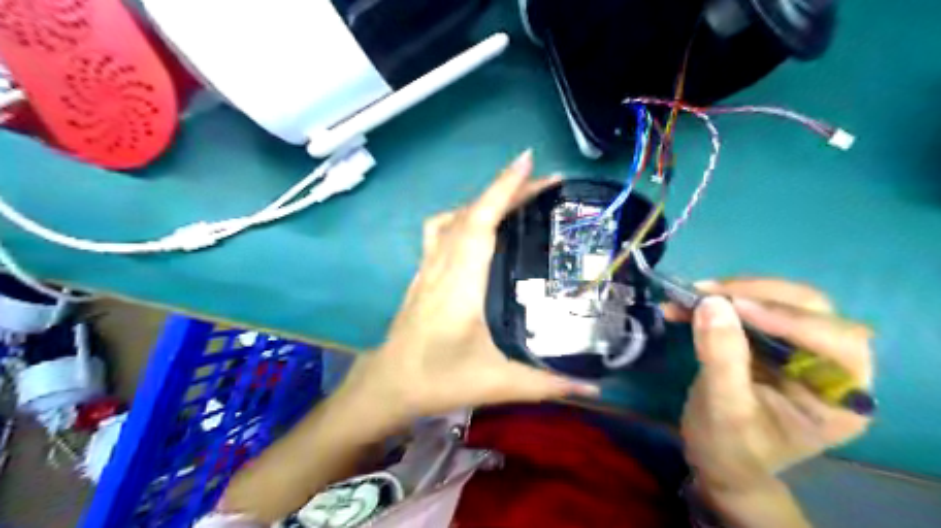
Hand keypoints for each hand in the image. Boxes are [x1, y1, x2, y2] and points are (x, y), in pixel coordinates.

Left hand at [342, 150, 596, 426]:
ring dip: (485, 200)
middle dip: (507, 189)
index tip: (528, 162)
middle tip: (546, 182)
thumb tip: (597, 391)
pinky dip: (463, 216)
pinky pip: (442, 230)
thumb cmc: (440, 380)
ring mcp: (428, 266)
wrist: (390, 384)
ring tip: (517, 198)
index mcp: (460, 283)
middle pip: (471, 213)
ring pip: (454, 217)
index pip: (480, 223)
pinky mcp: (423, 272)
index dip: (503, 189)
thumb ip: (548, 385)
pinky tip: (479, 226)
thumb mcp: (498, 384)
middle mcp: (442, 265)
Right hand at [672, 282, 870, 493]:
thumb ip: (722, 358)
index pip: (835, 341)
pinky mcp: (770, 340)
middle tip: (708, 292)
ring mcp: (800, 348)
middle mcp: (830, 366)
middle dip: (757, 295)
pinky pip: (749, 307)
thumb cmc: (729, 448)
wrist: (718, 459)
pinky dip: (718, 300)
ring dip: (733, 292)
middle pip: (810, 309)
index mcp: (840, 397)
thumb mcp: (723, 409)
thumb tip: (711, 303)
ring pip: (779, 300)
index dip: (788, 318)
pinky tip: (686, 302)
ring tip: (691, 293)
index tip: (734, 306)